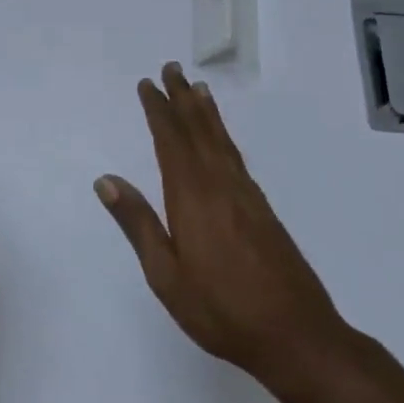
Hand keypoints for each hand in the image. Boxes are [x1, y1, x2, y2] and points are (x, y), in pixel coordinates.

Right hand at [97, 64, 348, 399]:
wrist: (296, 334)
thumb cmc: (221, 309)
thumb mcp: (166, 275)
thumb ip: (138, 223)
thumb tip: (107, 179)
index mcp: (192, 197)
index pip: (170, 141)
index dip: (158, 110)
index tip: (147, 84)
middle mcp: (220, 185)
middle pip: (198, 131)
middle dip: (182, 98)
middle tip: (172, 68)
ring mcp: (246, 195)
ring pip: (221, 141)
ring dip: (206, 112)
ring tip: (198, 88)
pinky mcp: (263, 209)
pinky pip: (236, 156)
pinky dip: (224, 136)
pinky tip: (221, 138)